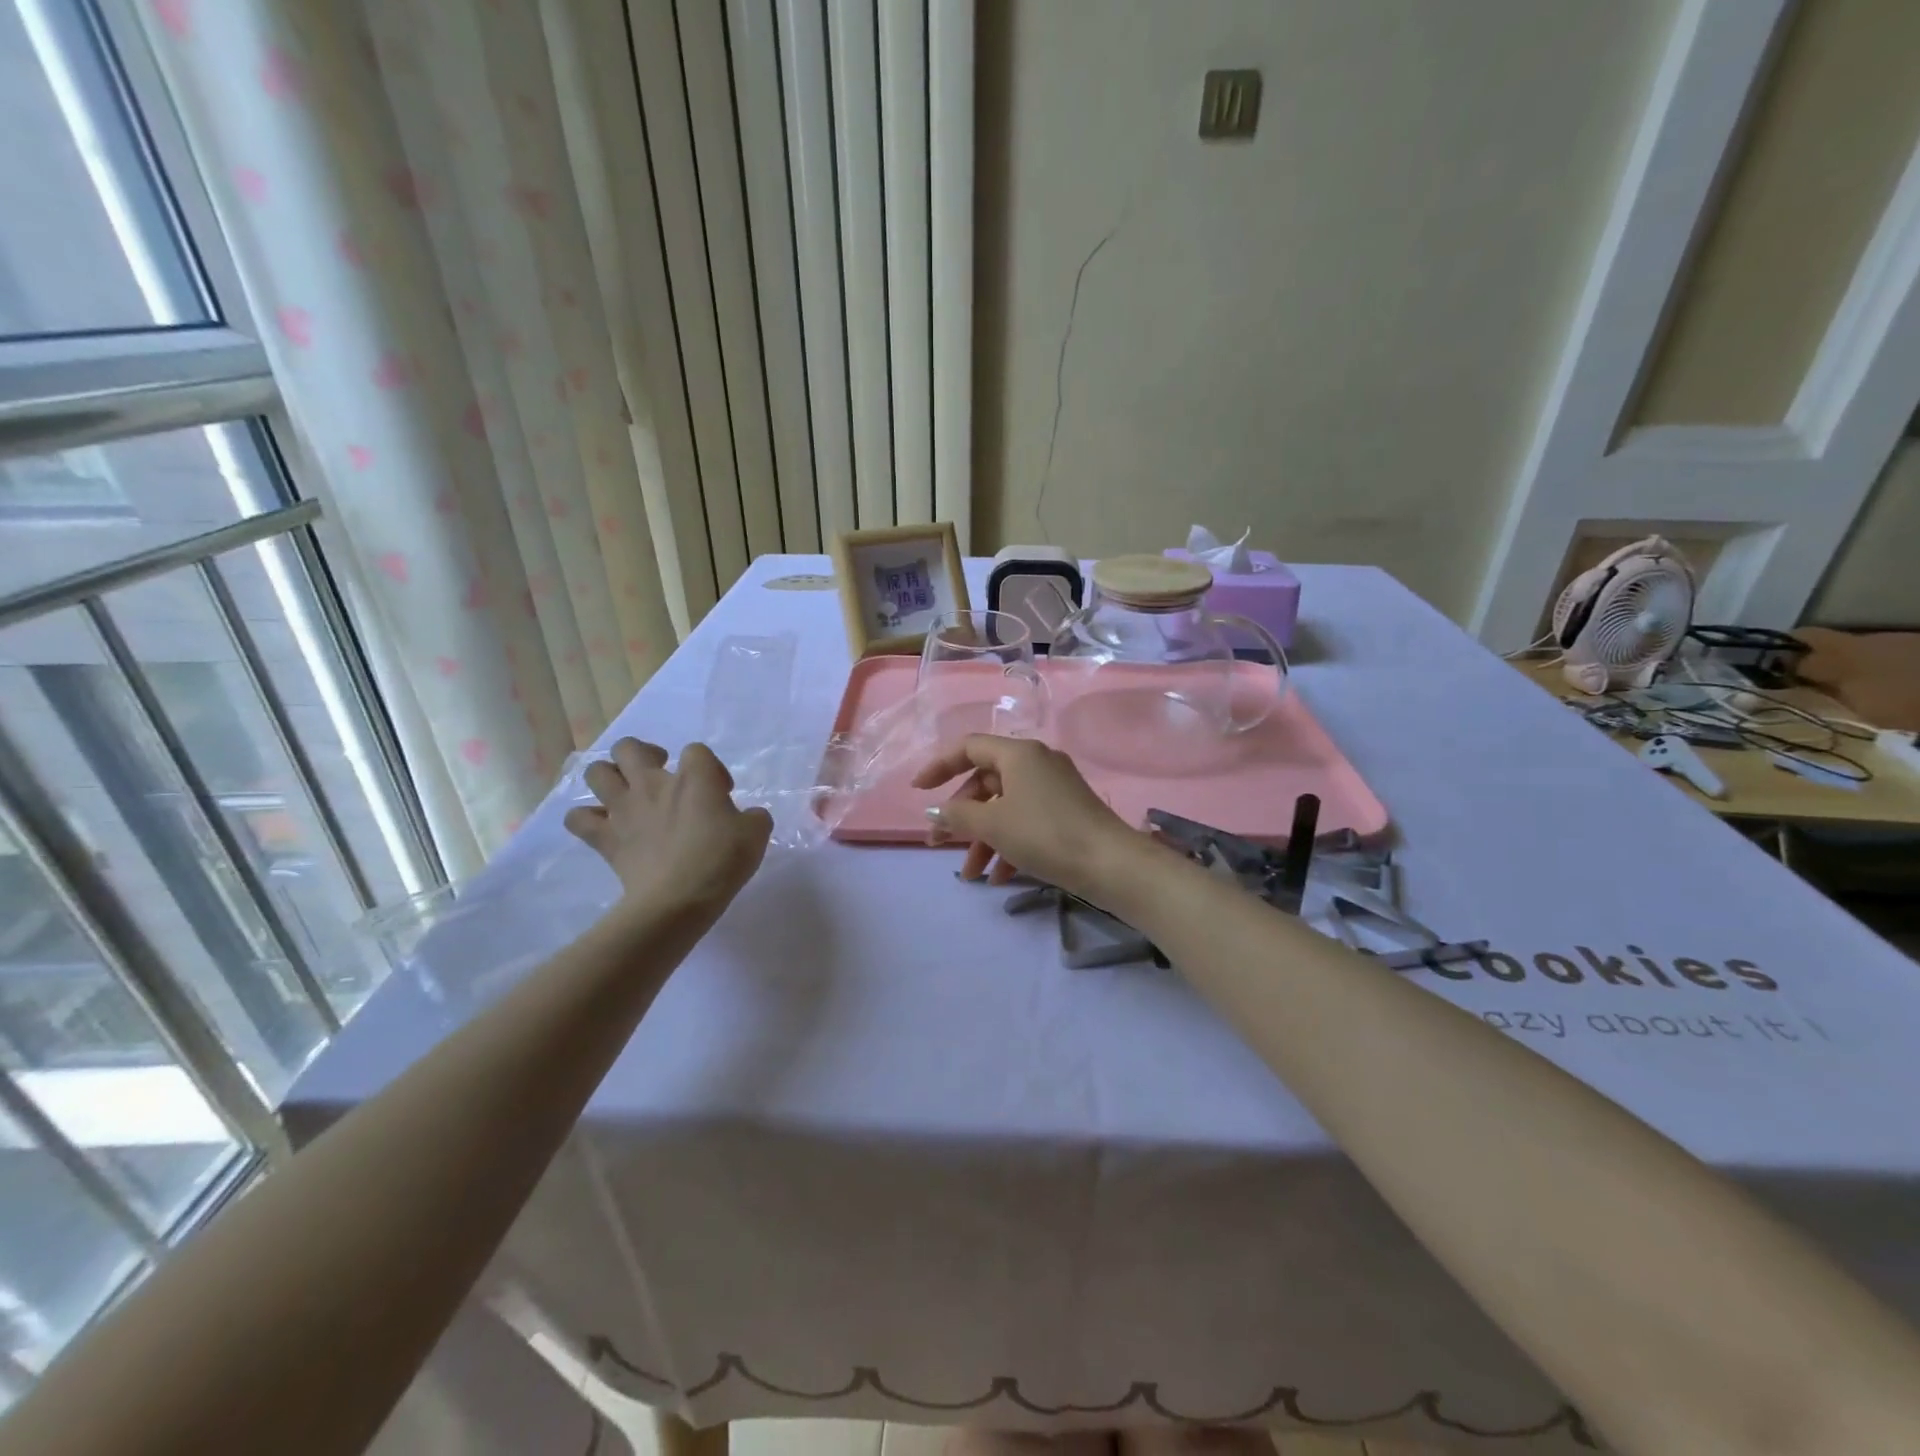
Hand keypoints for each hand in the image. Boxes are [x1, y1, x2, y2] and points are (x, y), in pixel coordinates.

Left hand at [564, 739, 772, 917]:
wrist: (678, 899)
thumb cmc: (721, 860)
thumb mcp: (757, 834)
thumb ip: (753, 817)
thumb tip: (747, 817)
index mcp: (693, 777)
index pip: (697, 751)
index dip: (710, 768)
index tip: (722, 794)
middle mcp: (652, 784)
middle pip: (629, 747)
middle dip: (644, 754)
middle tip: (661, 775)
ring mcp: (623, 810)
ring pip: (596, 773)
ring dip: (608, 777)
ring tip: (626, 793)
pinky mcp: (605, 839)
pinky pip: (578, 819)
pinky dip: (587, 818)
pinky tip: (603, 826)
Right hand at [911, 734, 1145, 901]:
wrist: (1111, 864)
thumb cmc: (1045, 834)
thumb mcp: (993, 824)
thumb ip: (957, 815)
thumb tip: (935, 813)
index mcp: (1018, 753)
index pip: (968, 747)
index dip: (939, 766)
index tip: (918, 791)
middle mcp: (1036, 763)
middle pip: (986, 781)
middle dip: (961, 816)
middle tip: (940, 844)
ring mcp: (1054, 788)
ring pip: (1005, 807)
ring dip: (983, 839)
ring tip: (971, 875)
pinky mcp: (1066, 813)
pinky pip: (1026, 821)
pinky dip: (1009, 844)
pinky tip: (1000, 878)